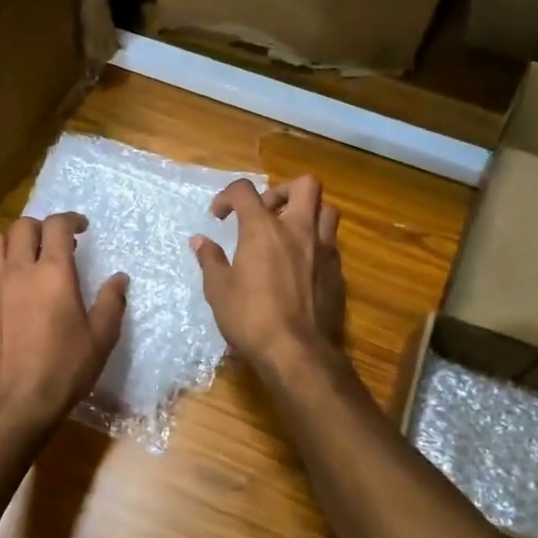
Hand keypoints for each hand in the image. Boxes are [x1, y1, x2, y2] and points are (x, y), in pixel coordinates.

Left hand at [0, 212, 127, 432]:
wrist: (18, 402)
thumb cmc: (65, 368)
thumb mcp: (101, 337)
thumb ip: (111, 302)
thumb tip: (119, 278)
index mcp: (54, 272)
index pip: (57, 225)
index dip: (70, 220)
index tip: (81, 229)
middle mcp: (19, 270)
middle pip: (22, 226)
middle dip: (39, 227)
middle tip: (53, 244)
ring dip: (9, 243)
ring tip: (21, 258)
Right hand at [192, 176, 344, 376]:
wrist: (297, 352)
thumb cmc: (250, 317)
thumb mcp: (218, 289)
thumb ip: (210, 259)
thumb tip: (200, 241)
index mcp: (263, 228)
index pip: (245, 190)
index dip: (228, 196)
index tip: (219, 216)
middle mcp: (298, 230)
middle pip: (304, 185)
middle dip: (282, 191)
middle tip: (265, 212)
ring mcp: (324, 250)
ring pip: (327, 211)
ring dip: (307, 214)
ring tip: (288, 233)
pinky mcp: (338, 273)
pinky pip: (331, 244)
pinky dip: (315, 245)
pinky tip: (300, 266)